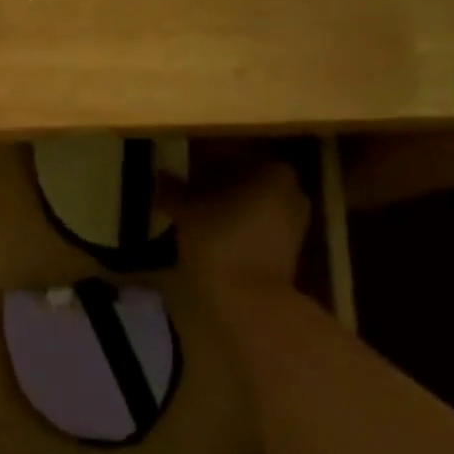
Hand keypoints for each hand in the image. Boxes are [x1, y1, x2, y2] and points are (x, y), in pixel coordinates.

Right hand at [161, 146, 312, 300]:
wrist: (249, 301)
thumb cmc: (220, 242)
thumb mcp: (187, 211)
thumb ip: (173, 189)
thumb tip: (160, 176)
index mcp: (273, 170)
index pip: (233, 152)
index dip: (203, 157)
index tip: (181, 165)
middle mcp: (291, 189)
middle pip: (245, 175)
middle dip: (214, 179)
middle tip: (183, 185)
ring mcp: (294, 220)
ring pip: (251, 199)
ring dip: (224, 201)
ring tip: (192, 208)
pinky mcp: (287, 246)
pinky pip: (257, 221)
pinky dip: (234, 220)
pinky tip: (208, 227)